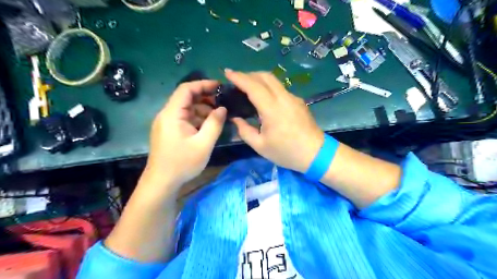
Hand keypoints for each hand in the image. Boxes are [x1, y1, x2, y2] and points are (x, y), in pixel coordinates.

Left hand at [143, 80, 226, 190]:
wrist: (162, 182)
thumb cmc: (182, 163)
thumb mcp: (203, 144)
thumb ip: (215, 124)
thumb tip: (223, 108)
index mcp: (172, 114)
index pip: (186, 89)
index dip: (203, 84)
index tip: (220, 86)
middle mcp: (167, 114)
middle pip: (186, 98)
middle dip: (205, 98)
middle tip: (222, 103)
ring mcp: (167, 123)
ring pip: (186, 109)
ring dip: (202, 109)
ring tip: (218, 117)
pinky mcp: (169, 131)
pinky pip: (184, 118)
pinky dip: (197, 119)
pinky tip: (207, 126)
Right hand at [226, 70, 326, 173]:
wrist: (316, 154)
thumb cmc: (286, 152)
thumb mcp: (260, 146)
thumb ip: (244, 130)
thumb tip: (235, 118)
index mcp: (272, 110)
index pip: (253, 86)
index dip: (239, 77)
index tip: (227, 72)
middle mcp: (284, 98)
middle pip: (265, 76)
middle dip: (248, 74)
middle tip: (236, 80)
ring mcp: (293, 98)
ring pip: (274, 80)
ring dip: (259, 79)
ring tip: (248, 87)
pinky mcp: (298, 101)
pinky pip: (280, 88)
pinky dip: (268, 87)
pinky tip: (264, 98)